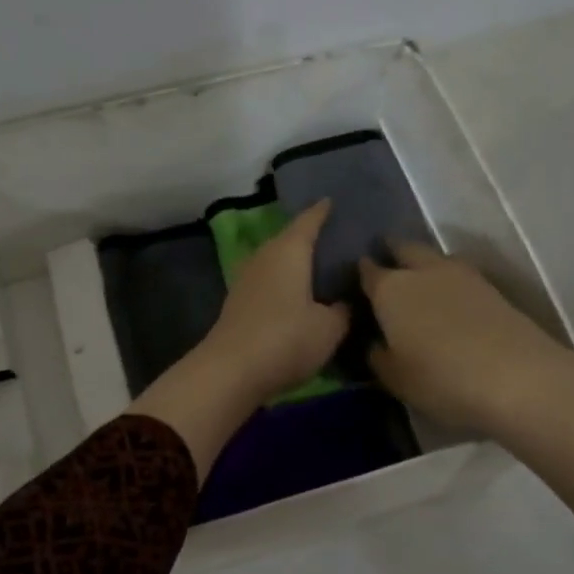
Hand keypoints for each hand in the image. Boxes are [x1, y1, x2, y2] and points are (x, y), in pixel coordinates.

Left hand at [200, 200, 351, 403]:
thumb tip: (343, 303)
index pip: (309, 220)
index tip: (334, 202)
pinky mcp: (238, 305)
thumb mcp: (329, 328)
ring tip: (321, 270)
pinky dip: (284, 285)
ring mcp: (246, 280)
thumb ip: (342, 310)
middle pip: (290, 240)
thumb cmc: (286, 339)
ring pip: (277, 263)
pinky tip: (298, 297)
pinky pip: (268, 284)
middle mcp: (264, 257)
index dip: (323, 211)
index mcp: (289, 250)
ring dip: (296, 265)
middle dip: (311, 239)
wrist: (230, 372)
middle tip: (338, 243)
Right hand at [358, 242, 573, 436]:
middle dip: (393, 251)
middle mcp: (423, 272)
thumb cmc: (440, 378)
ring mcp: (462, 276)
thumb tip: (376, 343)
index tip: (355, 279)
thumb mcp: (395, 378)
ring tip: (419, 282)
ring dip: (425, 264)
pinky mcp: (492, 288)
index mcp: (390, 290)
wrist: (517, 377)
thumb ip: (378, 356)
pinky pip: (460, 275)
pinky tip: (449, 299)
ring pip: (436, 258)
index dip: (361, 272)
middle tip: (387, 264)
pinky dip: (449, 281)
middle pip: (405, 248)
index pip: (368, 270)